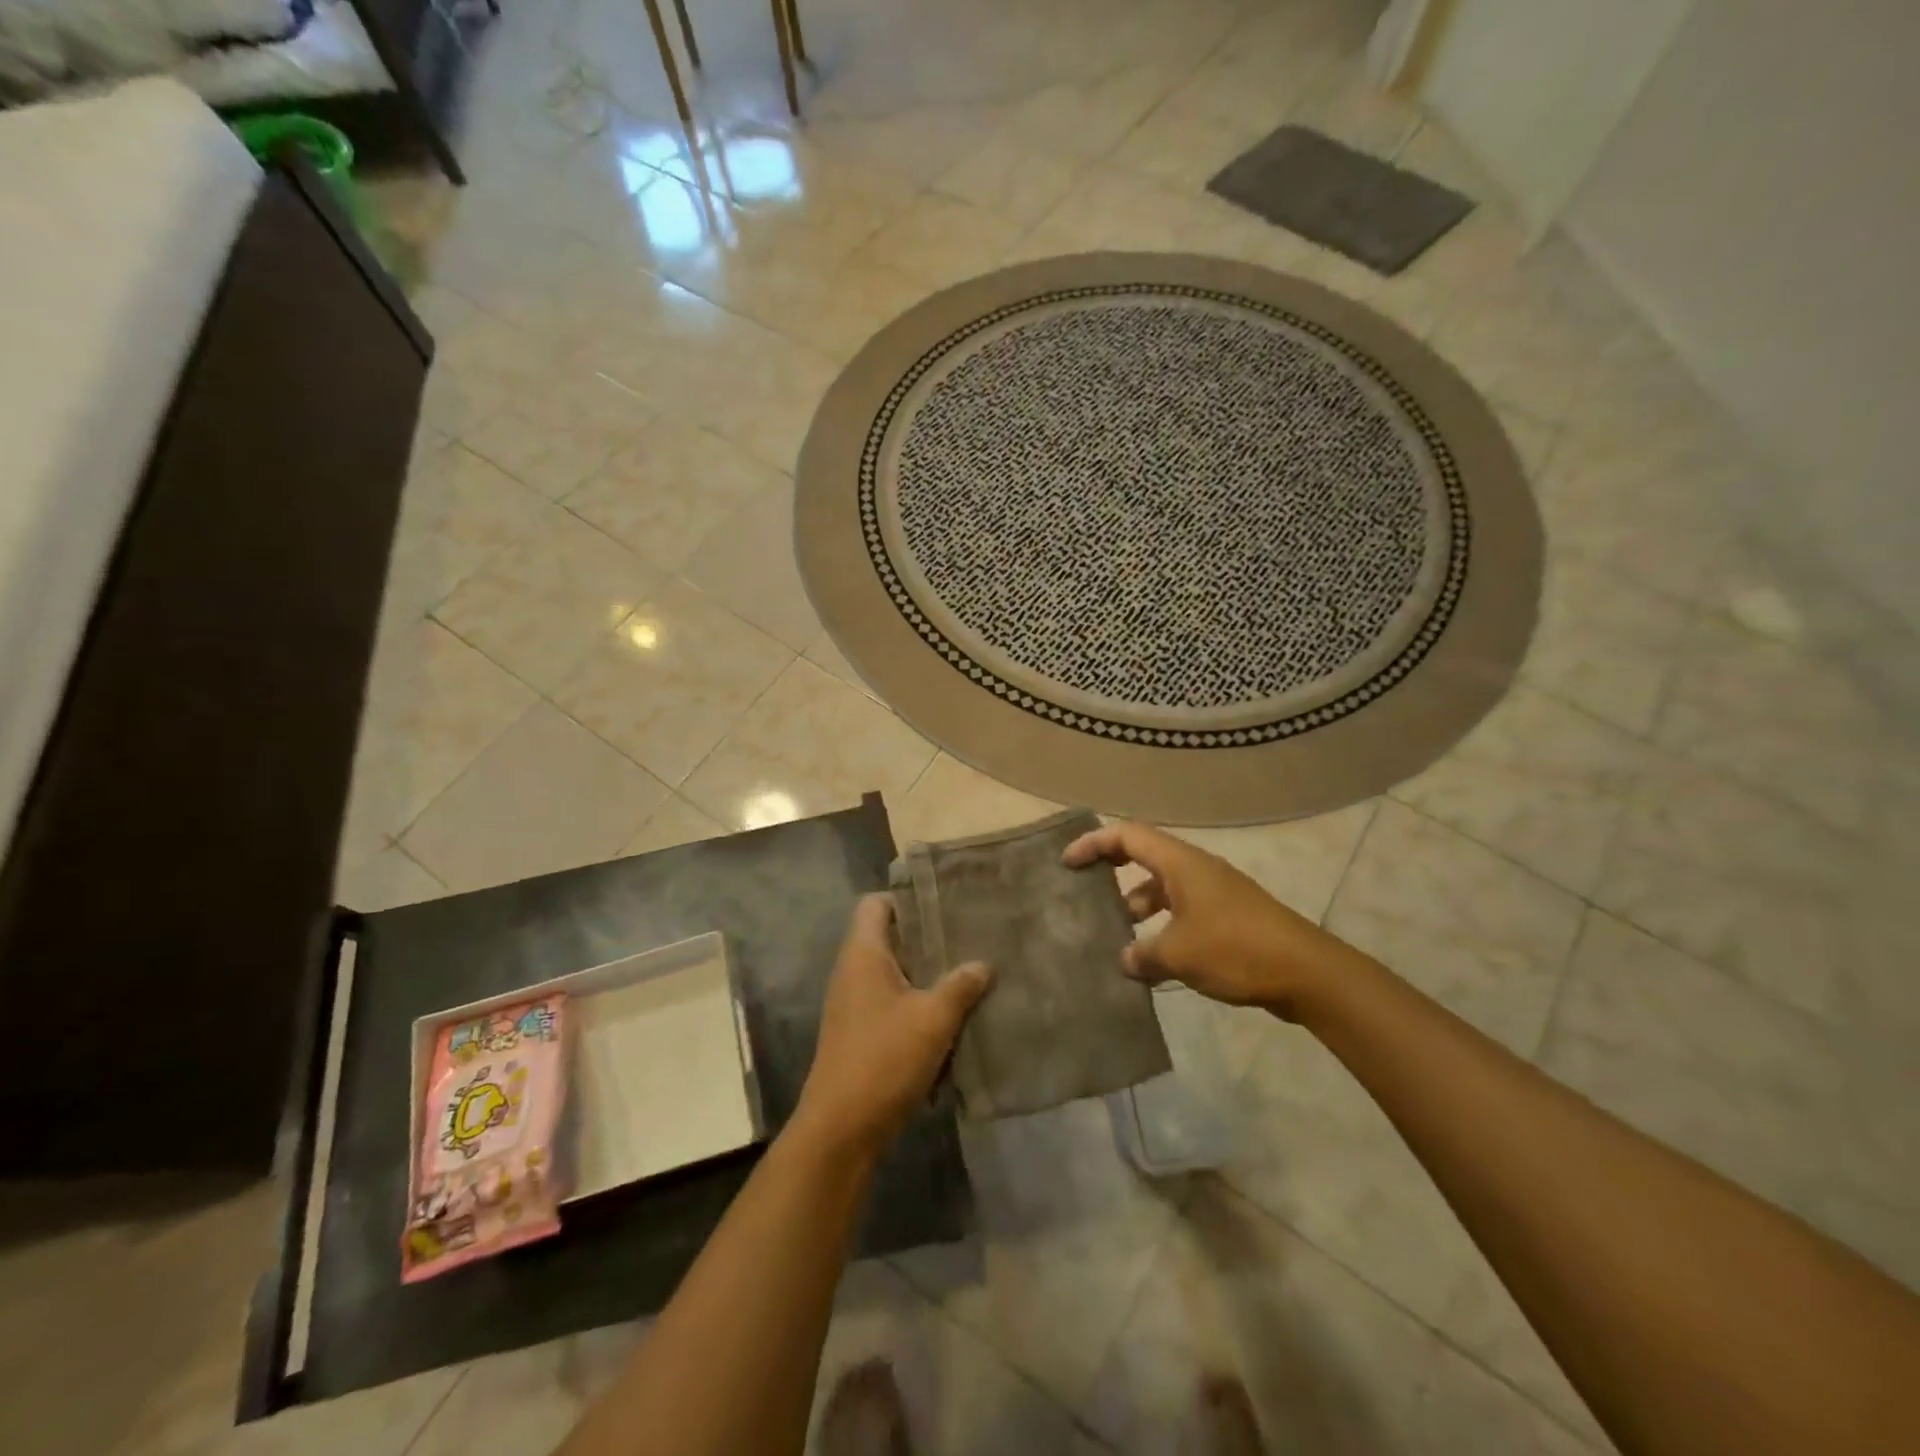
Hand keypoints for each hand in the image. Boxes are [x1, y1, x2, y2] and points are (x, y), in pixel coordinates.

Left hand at [793, 895, 992, 1161]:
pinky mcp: (860, 1035)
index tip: (943, 904)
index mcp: (863, 954)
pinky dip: (917, 1006)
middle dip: (926, 938)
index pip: (875, 904)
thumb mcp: (933, 1019)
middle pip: (888, 938)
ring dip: (925, 976)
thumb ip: (961, 986)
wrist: (841, 1130)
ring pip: (893, 974)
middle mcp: (852, 972)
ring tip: (967, 973)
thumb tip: (984, 963)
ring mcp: (853, 1005)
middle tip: (967, 936)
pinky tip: (950, 1018)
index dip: (906, 898)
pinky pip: (891, 1005)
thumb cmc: (884, 1059)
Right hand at [1063, 821, 1371, 1019]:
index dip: (1094, 843)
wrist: (1307, 972)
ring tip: (1117, 935)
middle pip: (1144, 854)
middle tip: (1086, 889)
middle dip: (1113, 868)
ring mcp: (1215, 892)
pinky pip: (1182, 909)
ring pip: (1164, 886)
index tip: (1068, 862)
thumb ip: (1143, 955)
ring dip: (1138, 903)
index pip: (1128, 835)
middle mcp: (1196, 869)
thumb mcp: (1178, 954)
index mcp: (1181, 863)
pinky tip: (1153, 958)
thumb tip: (1126, 959)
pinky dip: (1162, 924)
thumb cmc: (1236, 949)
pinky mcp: (1228, 916)